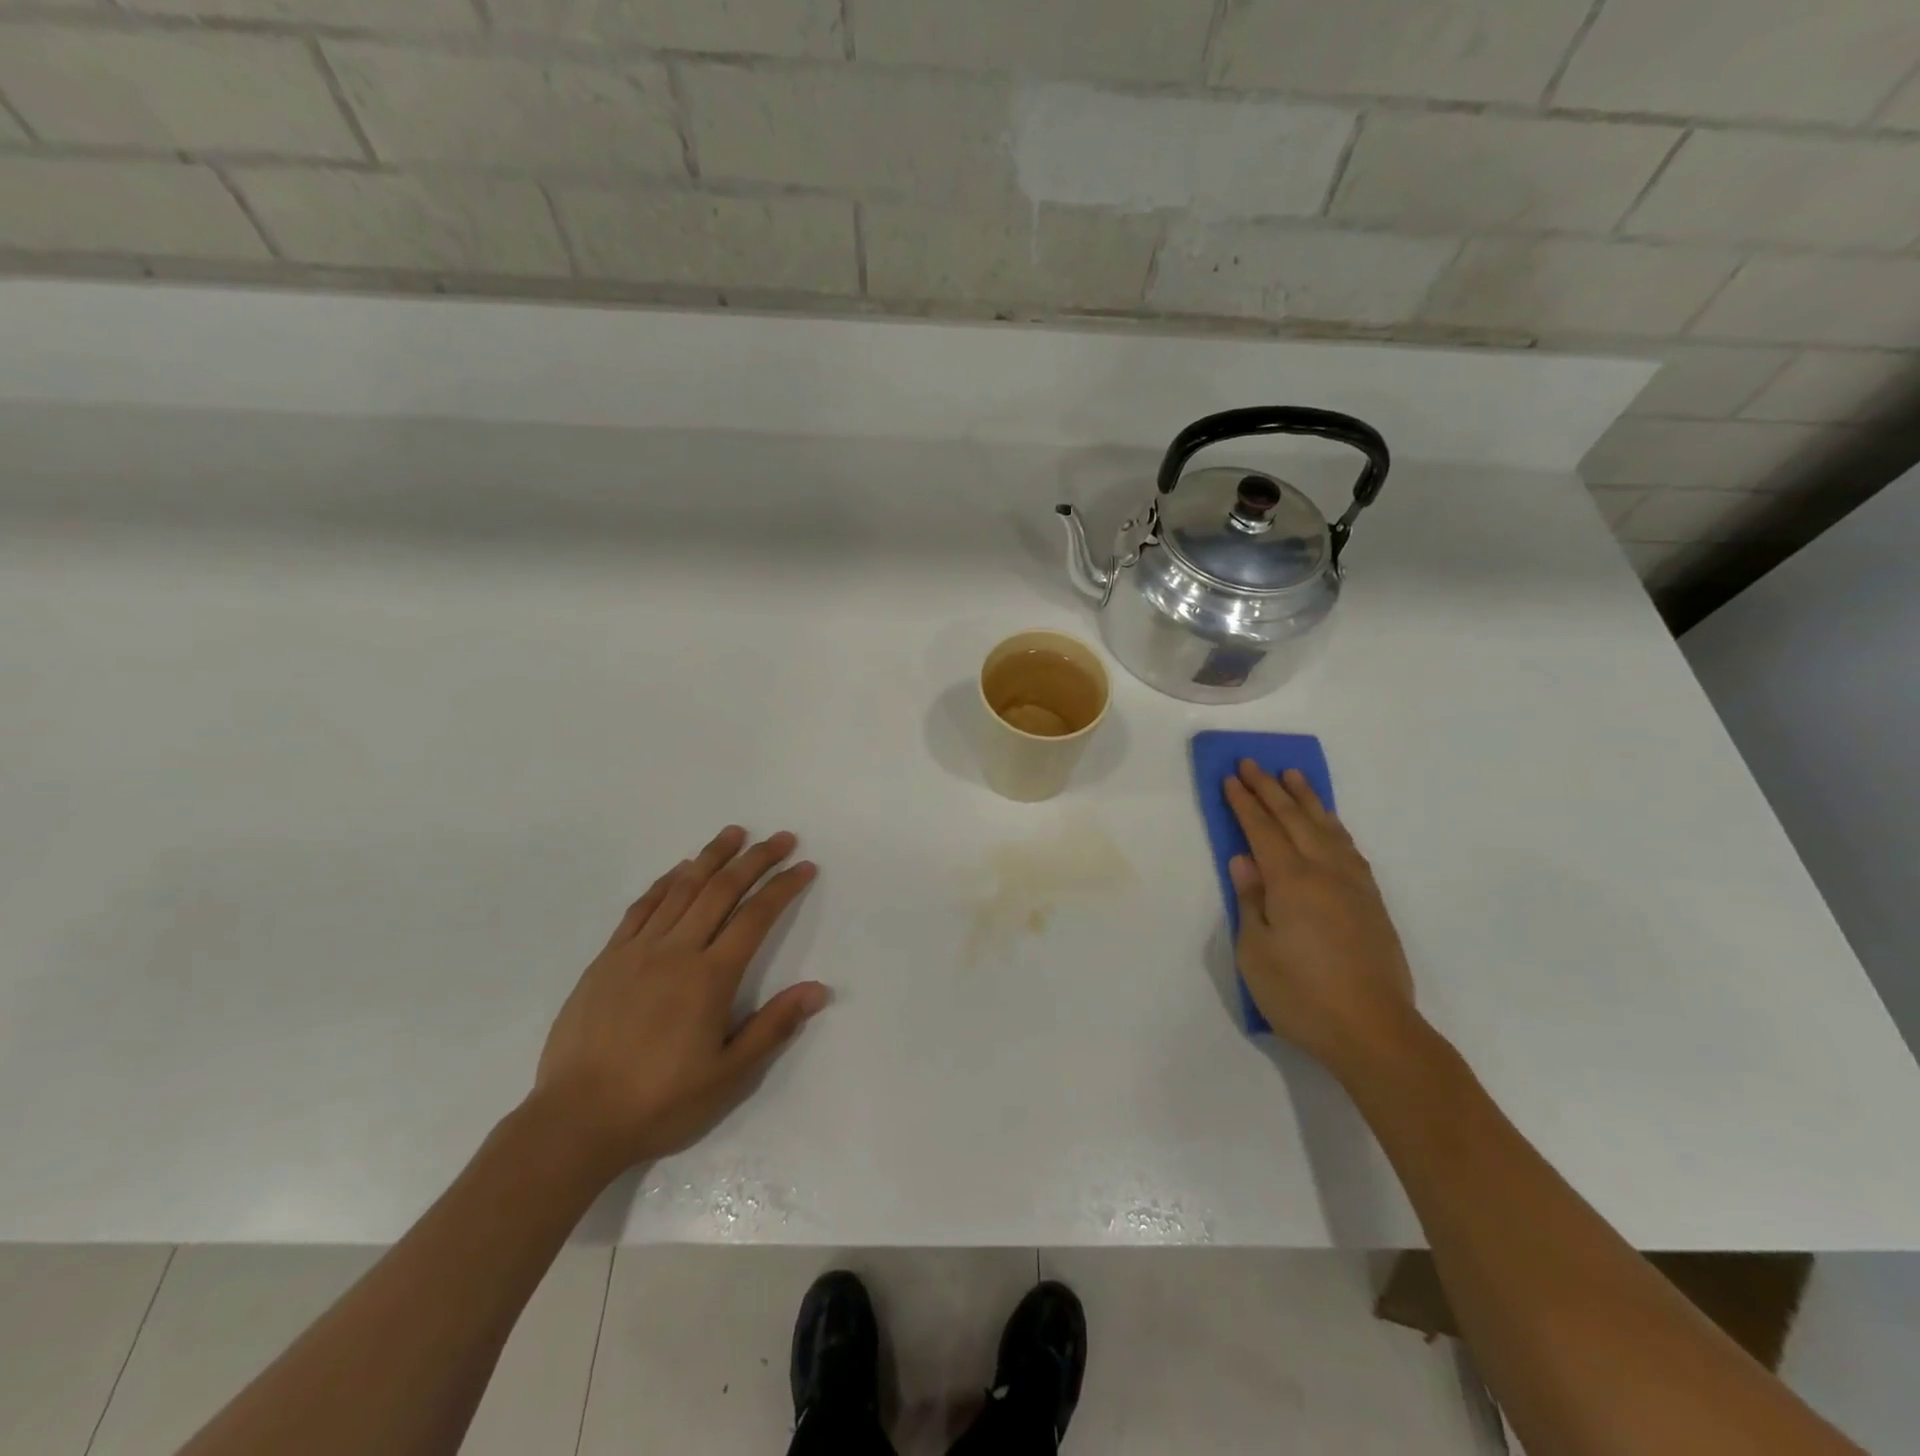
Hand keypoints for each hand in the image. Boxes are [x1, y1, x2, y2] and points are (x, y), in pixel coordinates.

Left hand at [531, 825, 826, 1176]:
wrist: (575, 1121)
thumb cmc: (661, 1102)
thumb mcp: (729, 1076)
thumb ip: (774, 1027)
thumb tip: (818, 990)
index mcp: (710, 978)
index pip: (756, 917)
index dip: (783, 887)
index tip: (805, 866)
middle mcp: (676, 951)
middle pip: (721, 890)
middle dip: (755, 859)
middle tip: (780, 838)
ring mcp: (637, 951)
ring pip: (681, 889)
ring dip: (711, 857)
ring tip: (734, 834)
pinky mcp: (607, 959)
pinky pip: (641, 907)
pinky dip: (665, 883)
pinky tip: (678, 871)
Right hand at [1224, 763, 1418, 1079]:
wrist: (1374, 1031)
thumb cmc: (1301, 995)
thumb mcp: (1255, 951)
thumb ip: (1250, 901)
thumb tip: (1244, 862)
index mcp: (1291, 882)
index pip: (1262, 830)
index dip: (1244, 803)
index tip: (1230, 778)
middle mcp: (1325, 873)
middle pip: (1295, 820)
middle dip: (1271, 789)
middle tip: (1253, 763)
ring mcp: (1354, 886)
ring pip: (1328, 829)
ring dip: (1308, 800)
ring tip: (1294, 777)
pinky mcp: (1372, 903)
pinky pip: (1349, 848)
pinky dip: (1334, 827)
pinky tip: (1329, 826)